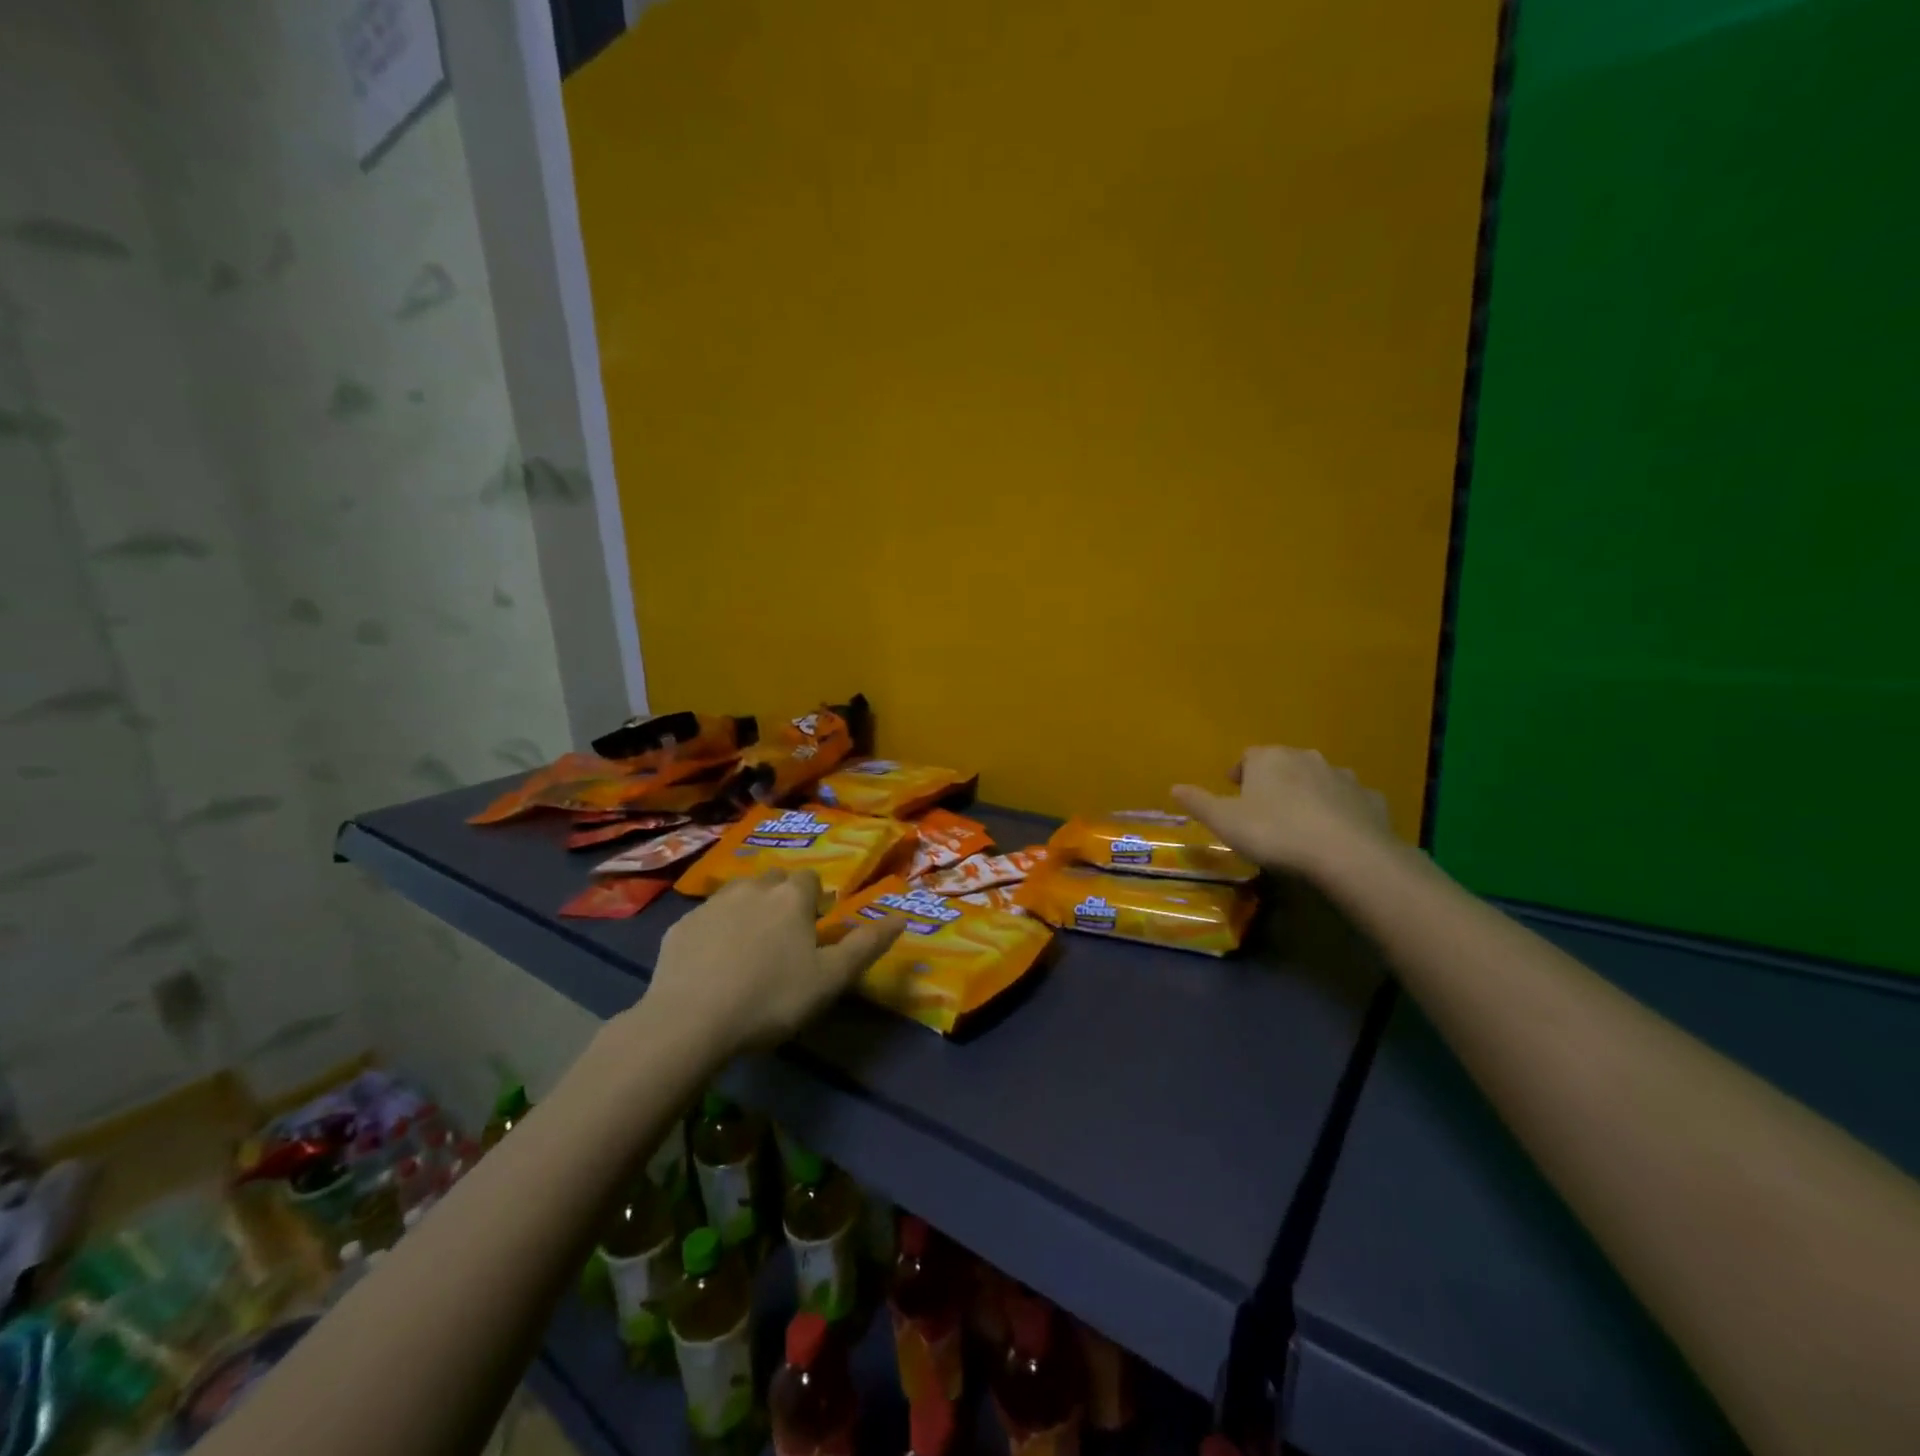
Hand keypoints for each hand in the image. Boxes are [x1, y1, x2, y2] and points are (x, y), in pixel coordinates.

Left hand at [644, 869, 904, 1057]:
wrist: (691, 1021)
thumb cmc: (772, 998)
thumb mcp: (830, 979)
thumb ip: (867, 945)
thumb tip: (902, 916)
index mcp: (792, 897)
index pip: (810, 879)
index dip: (815, 901)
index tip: (814, 929)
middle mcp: (753, 888)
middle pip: (773, 880)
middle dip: (781, 898)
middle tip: (784, 938)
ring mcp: (712, 905)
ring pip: (738, 893)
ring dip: (747, 908)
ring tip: (748, 946)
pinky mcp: (680, 926)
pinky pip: (705, 918)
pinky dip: (714, 930)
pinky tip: (712, 963)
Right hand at [1173, 746, 1394, 881]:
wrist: (1347, 854)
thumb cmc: (1275, 832)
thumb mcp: (1224, 821)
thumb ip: (1199, 803)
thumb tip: (1175, 787)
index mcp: (1269, 759)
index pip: (1248, 756)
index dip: (1240, 773)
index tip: (1235, 790)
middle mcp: (1306, 758)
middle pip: (1285, 763)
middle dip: (1275, 780)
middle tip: (1265, 807)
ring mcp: (1343, 777)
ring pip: (1319, 779)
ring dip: (1308, 793)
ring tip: (1300, 822)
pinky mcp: (1370, 800)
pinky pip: (1349, 801)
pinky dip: (1341, 811)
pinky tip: (1335, 833)